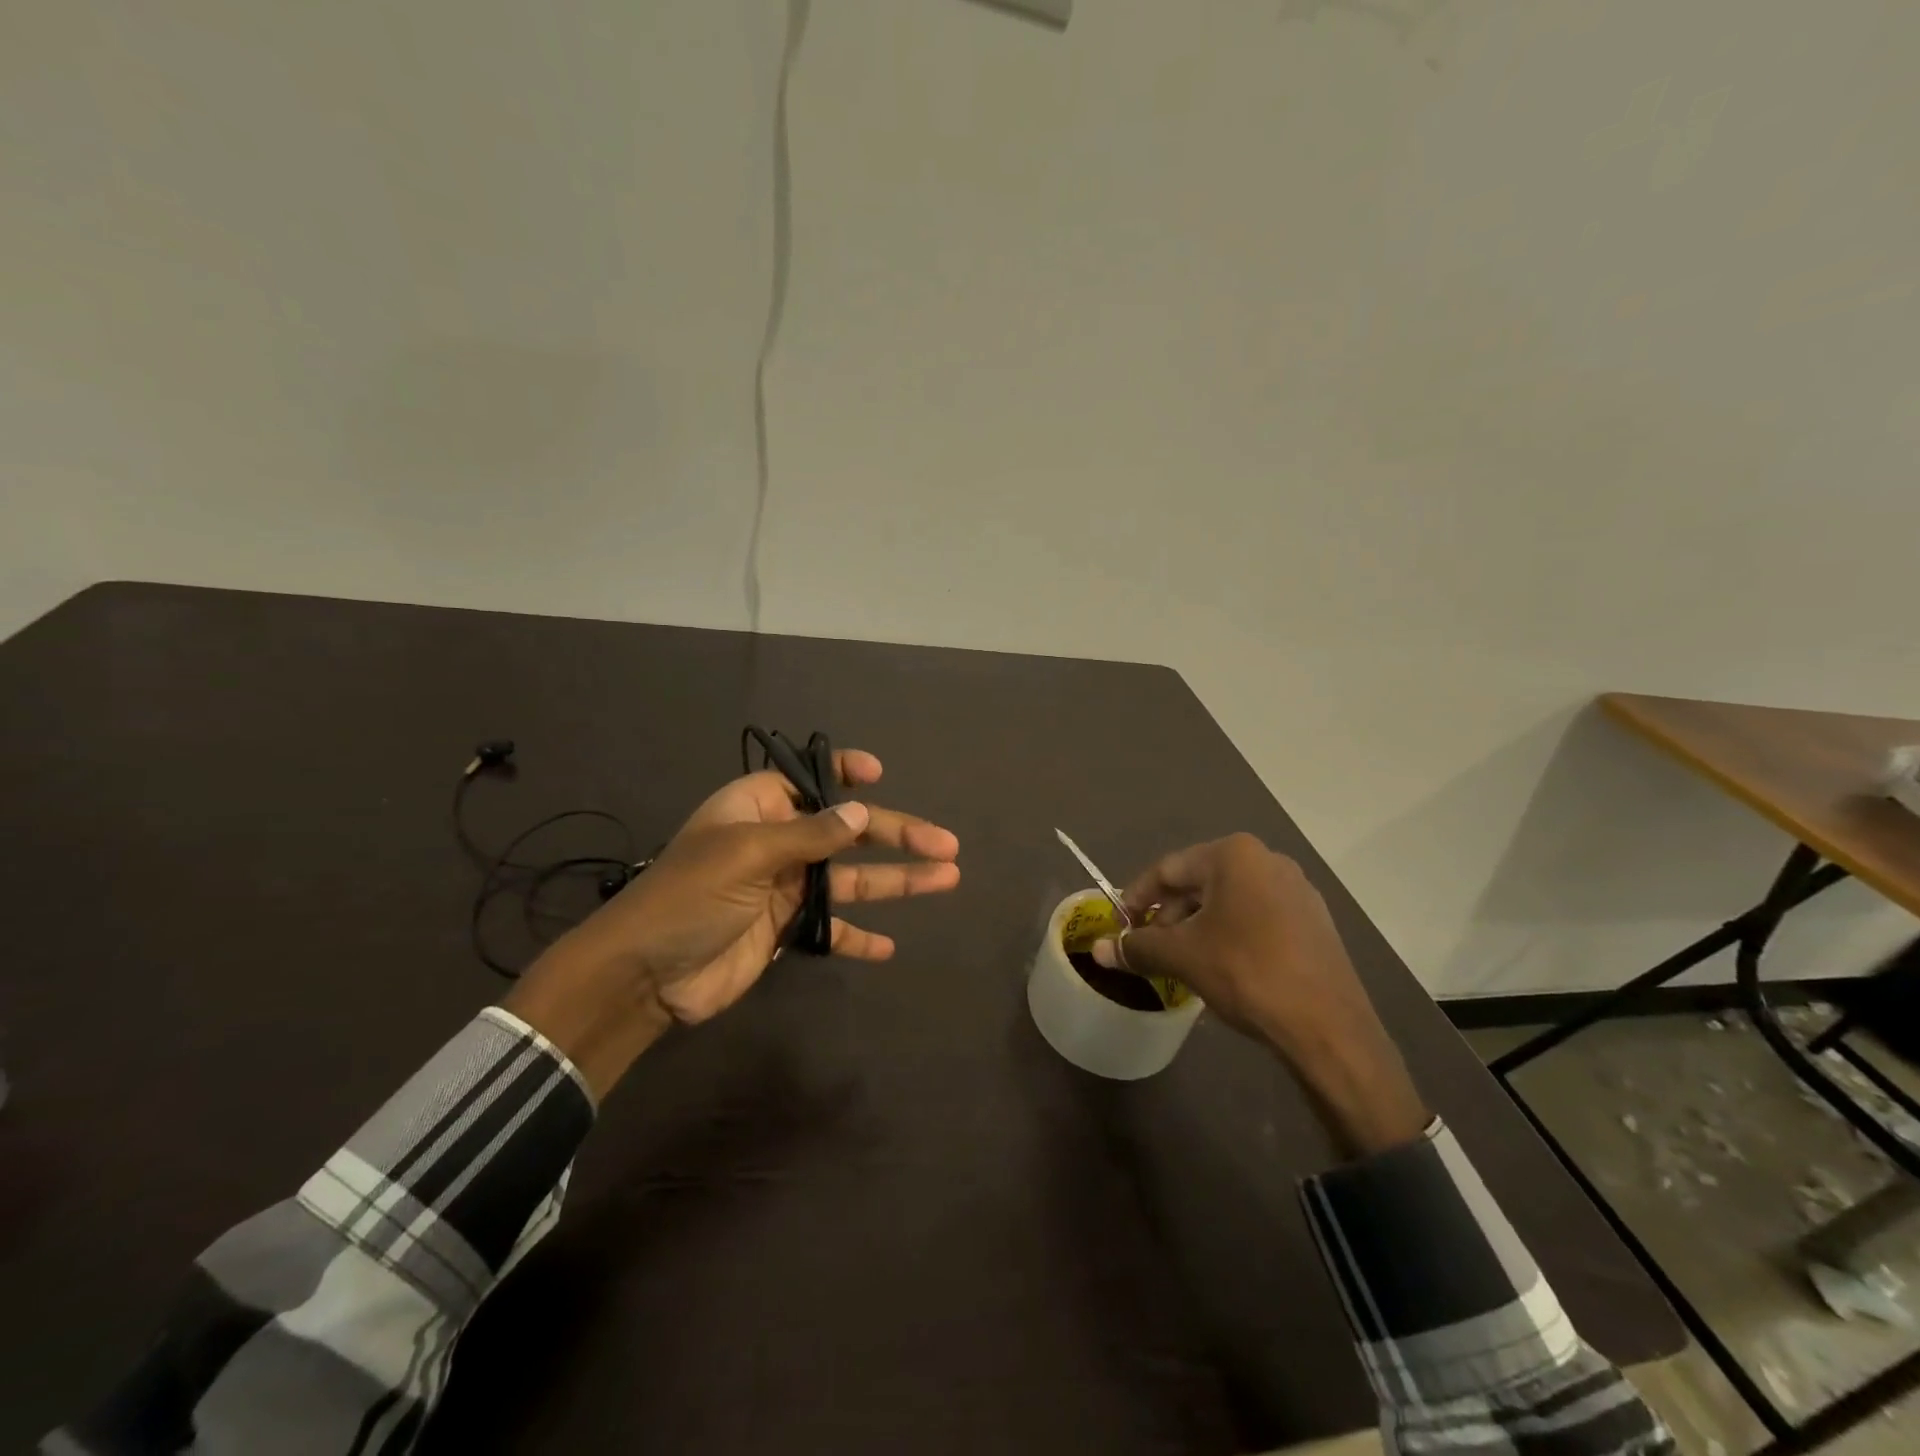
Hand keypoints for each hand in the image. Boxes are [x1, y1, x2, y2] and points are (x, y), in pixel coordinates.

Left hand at [506, 750, 960, 1098]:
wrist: (644, 976)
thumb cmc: (690, 896)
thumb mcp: (748, 853)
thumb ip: (810, 835)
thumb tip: (863, 813)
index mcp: (759, 808)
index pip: (808, 778)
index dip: (845, 772)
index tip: (880, 775)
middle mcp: (778, 841)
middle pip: (848, 832)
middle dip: (898, 836)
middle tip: (947, 845)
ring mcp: (786, 887)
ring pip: (852, 878)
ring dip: (897, 881)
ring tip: (947, 879)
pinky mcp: (786, 930)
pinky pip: (832, 927)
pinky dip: (858, 936)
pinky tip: (889, 947)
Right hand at [1092, 834, 1427, 1157]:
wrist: (1329, 1028)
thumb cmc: (1247, 973)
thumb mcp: (1182, 957)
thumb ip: (1138, 947)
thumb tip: (1099, 951)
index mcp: (1234, 855)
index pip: (1167, 869)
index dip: (1137, 898)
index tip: (1121, 926)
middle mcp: (1268, 860)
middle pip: (1199, 881)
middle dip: (1170, 914)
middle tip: (1151, 946)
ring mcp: (1297, 889)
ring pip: (1229, 900)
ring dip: (1199, 925)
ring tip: (1183, 960)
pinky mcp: (1314, 920)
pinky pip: (1258, 916)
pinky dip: (1231, 933)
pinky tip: (1223, 966)